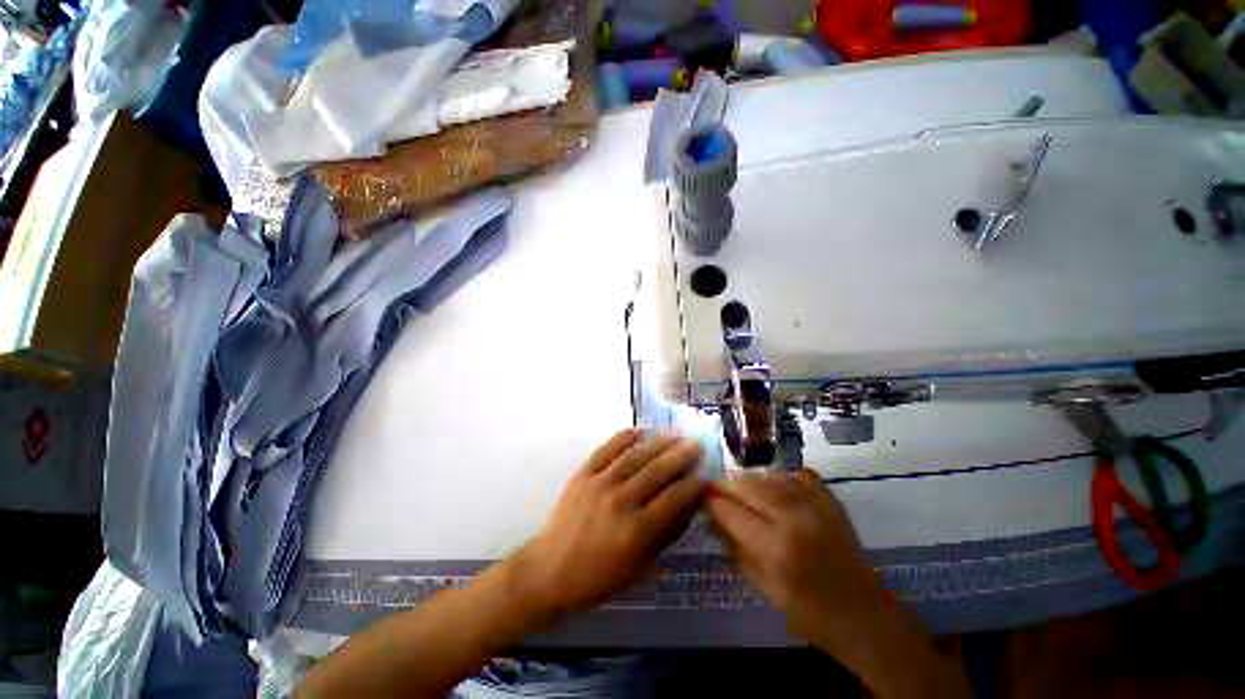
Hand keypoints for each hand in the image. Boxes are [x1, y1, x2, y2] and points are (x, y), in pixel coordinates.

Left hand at [511, 429, 704, 620]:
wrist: (550, 570)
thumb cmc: (598, 577)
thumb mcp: (639, 566)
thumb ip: (666, 535)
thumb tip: (689, 507)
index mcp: (636, 530)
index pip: (674, 498)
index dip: (693, 485)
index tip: (705, 475)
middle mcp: (620, 501)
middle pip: (657, 471)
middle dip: (681, 456)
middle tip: (696, 444)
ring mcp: (600, 483)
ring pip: (636, 456)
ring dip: (659, 443)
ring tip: (676, 434)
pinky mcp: (583, 473)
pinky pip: (607, 449)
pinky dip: (625, 437)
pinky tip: (641, 431)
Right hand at [706, 469, 965, 697]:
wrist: (864, 614)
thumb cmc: (809, 611)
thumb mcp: (763, 587)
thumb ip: (733, 547)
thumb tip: (708, 517)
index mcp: (775, 547)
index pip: (729, 510)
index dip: (709, 501)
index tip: (698, 496)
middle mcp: (792, 517)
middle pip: (746, 486)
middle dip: (724, 486)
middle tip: (713, 490)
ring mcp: (814, 504)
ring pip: (767, 477)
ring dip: (747, 481)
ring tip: (738, 490)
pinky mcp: (829, 499)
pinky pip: (795, 474)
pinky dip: (778, 477)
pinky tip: (773, 487)